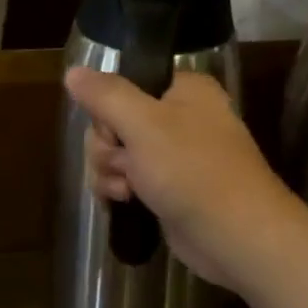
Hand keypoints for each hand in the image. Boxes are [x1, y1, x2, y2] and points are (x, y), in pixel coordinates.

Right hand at [64, 66, 301, 289]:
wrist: (235, 236)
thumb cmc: (192, 170)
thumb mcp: (143, 124)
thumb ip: (105, 95)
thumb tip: (72, 72)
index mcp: (184, 90)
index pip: (125, 86)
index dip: (108, 110)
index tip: (113, 130)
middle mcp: (181, 118)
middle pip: (115, 121)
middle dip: (108, 148)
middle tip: (125, 164)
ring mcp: (175, 157)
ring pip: (117, 154)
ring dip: (110, 172)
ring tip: (127, 191)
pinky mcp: (168, 190)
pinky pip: (128, 180)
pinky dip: (120, 190)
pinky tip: (125, 202)